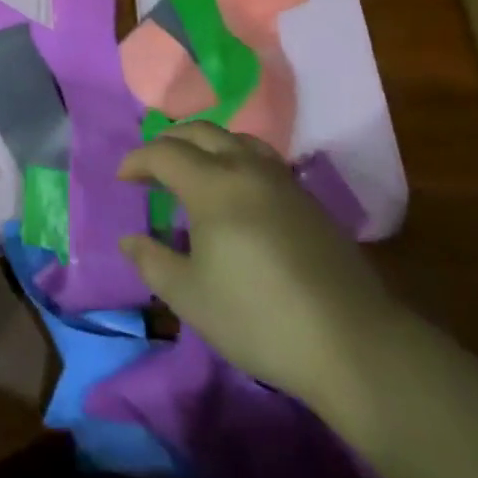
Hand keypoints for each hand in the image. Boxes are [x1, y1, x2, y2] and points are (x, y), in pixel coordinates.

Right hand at [117, 123, 400, 411]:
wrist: (354, 345)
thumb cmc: (259, 318)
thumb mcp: (190, 298)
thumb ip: (152, 262)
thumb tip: (129, 239)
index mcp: (213, 186)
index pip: (164, 153)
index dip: (137, 161)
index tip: (122, 179)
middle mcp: (246, 169)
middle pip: (200, 132)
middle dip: (169, 142)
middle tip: (152, 167)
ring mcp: (283, 182)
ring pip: (236, 139)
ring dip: (205, 145)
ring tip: (193, 170)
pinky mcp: (309, 201)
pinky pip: (261, 159)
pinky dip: (235, 159)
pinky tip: (236, 193)